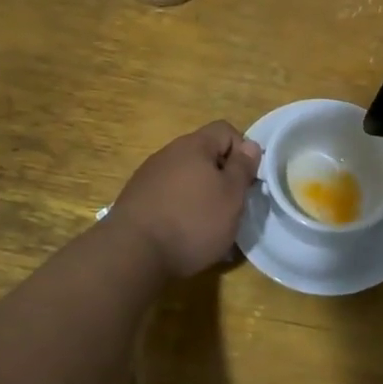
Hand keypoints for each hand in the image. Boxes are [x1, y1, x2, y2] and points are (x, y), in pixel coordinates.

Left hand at [111, 121, 262, 278]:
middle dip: (221, 177)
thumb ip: (243, 168)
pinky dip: (180, 208)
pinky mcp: (136, 199)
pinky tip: (182, 234)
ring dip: (201, 194)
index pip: (225, 130)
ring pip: (186, 177)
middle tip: (231, 206)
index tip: (247, 181)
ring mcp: (149, 175)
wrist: (132, 253)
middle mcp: (169, 153)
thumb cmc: (192, 221)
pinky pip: (168, 195)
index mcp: (194, 145)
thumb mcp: (231, 196)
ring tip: (208, 226)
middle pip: (204, 154)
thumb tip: (250, 145)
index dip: (242, 151)